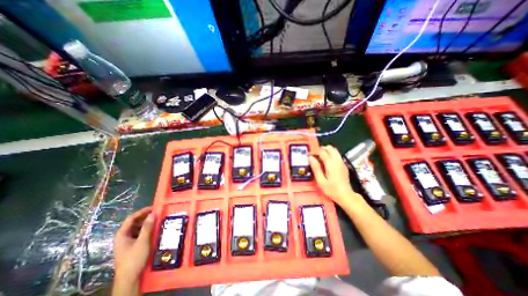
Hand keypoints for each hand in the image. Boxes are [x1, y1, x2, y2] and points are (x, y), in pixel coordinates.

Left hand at [113, 207, 155, 292]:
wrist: (129, 278)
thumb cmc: (134, 258)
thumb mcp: (142, 241)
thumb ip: (147, 227)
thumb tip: (153, 214)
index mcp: (122, 234)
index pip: (131, 218)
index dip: (142, 211)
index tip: (153, 207)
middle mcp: (123, 236)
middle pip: (134, 222)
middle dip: (145, 217)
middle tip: (157, 213)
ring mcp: (127, 241)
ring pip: (137, 228)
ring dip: (147, 223)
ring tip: (158, 219)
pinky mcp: (132, 245)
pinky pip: (140, 233)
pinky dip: (147, 229)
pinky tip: (154, 229)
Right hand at [310, 144, 358, 205]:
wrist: (346, 196)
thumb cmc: (332, 190)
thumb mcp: (321, 181)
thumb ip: (316, 168)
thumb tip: (310, 158)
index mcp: (331, 164)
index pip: (322, 152)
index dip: (315, 151)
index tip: (309, 154)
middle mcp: (337, 161)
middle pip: (330, 148)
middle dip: (321, 149)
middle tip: (314, 155)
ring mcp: (342, 162)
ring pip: (334, 150)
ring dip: (326, 150)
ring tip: (319, 157)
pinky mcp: (344, 164)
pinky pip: (337, 154)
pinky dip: (331, 154)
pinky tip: (326, 161)